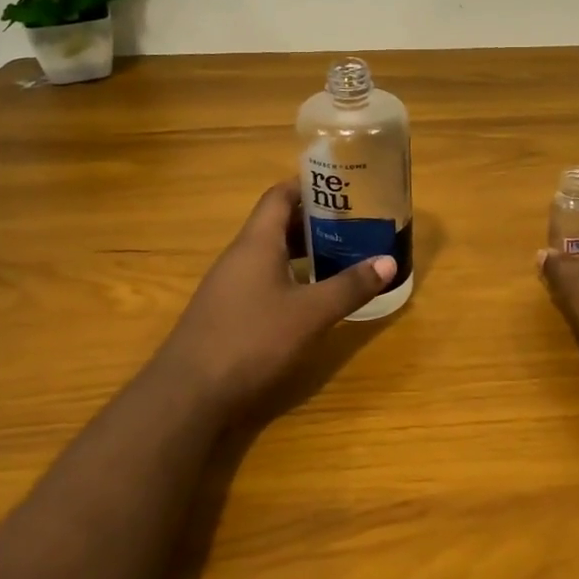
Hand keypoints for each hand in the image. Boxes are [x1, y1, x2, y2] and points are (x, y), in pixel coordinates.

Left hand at [153, 180, 396, 422]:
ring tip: (341, 254)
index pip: (280, 195)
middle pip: (277, 223)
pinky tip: (311, 296)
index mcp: (256, 242)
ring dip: (304, 251)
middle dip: (315, 220)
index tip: (344, 186)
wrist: (189, 393)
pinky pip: (263, 279)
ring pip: (270, 254)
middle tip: (354, 222)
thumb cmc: (252, 340)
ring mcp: (229, 285)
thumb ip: (350, 286)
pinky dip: (290, 277)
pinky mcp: (227, 312)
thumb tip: (389, 261)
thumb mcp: (310, 313)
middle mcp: (240, 256)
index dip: (310, 185)